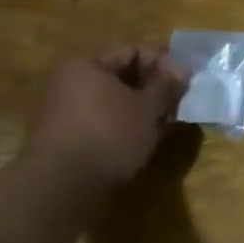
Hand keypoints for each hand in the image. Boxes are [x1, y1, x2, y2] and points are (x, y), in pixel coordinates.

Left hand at [23, 45, 188, 196]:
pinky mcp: (64, 138)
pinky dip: (122, 126)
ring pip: (112, 100)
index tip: (183, 83)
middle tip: (175, 105)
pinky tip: (139, 141)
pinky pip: (100, 121)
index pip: (132, 51)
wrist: (60, 191)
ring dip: (139, 109)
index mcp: (86, 64)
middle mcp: (69, 81)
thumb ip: (166, 85)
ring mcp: (63, 110)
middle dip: (151, 89)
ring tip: (162, 126)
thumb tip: (182, 67)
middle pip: (121, 75)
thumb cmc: (109, 136)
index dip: (162, 64)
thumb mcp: (148, 108)